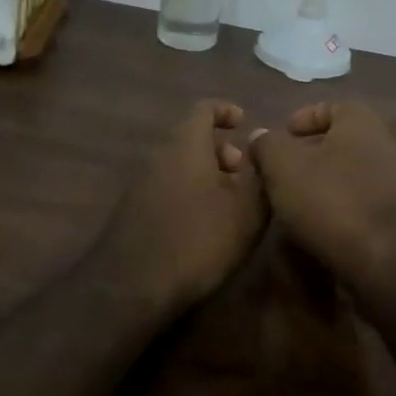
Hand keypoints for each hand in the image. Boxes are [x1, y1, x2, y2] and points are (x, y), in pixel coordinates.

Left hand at [103, 100, 267, 315]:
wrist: (133, 286)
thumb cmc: (199, 239)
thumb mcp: (248, 210)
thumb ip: (261, 173)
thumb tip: (262, 147)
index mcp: (186, 144)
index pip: (204, 108)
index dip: (226, 111)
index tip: (244, 124)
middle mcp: (159, 155)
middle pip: (191, 138)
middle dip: (221, 151)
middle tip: (244, 175)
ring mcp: (140, 184)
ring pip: (179, 165)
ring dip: (206, 176)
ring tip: (231, 205)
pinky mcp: (133, 212)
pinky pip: (167, 188)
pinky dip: (189, 194)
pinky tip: (205, 226)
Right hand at [246, 102, 395, 293]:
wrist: (385, 258)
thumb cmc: (330, 200)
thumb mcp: (283, 167)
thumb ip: (268, 146)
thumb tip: (261, 137)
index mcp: (361, 121)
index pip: (332, 106)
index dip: (304, 117)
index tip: (284, 135)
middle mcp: (384, 143)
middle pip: (341, 140)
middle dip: (311, 152)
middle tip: (283, 169)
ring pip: (351, 171)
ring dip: (324, 181)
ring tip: (295, 199)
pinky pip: (362, 198)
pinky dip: (340, 204)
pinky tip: (319, 223)